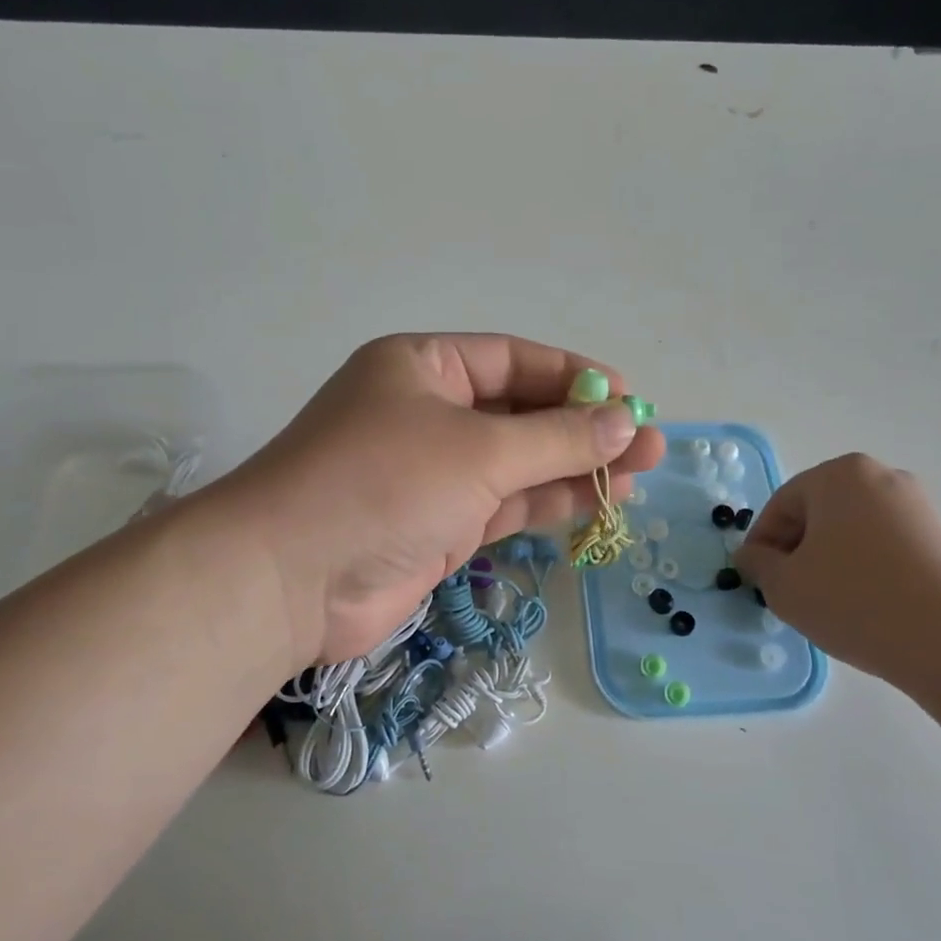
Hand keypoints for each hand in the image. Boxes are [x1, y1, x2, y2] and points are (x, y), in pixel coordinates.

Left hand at [213, 333, 664, 669]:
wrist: (289, 581)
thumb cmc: (382, 484)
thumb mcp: (479, 450)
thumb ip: (557, 438)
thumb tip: (627, 421)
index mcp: (423, 367)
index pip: (513, 359)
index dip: (574, 375)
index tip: (630, 396)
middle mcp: (428, 413)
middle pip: (521, 412)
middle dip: (585, 428)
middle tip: (650, 444)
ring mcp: (433, 474)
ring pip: (519, 463)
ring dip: (575, 468)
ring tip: (640, 475)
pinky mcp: (439, 526)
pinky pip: (505, 505)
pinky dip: (548, 504)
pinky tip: (599, 503)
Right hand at [734, 454, 940, 689]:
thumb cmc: (854, 600)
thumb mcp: (785, 586)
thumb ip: (758, 564)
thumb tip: (753, 555)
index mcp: (838, 475)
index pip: (782, 505)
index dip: (761, 544)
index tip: (756, 580)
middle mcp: (880, 477)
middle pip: (819, 511)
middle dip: (797, 549)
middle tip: (789, 591)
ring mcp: (917, 505)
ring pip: (852, 529)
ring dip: (830, 559)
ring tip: (827, 601)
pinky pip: (884, 544)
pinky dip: (864, 567)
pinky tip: (864, 604)